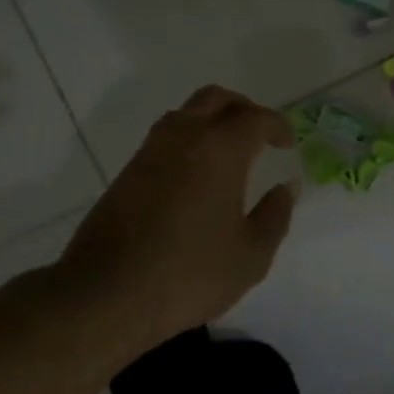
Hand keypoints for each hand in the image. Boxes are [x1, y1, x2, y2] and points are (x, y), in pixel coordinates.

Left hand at [56, 86, 296, 357]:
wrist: (106, 294)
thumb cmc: (189, 274)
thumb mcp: (250, 256)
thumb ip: (274, 216)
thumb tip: (285, 188)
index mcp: (219, 150)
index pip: (254, 118)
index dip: (277, 126)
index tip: (288, 144)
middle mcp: (183, 137)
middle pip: (216, 99)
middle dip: (244, 109)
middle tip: (261, 135)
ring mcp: (150, 152)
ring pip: (186, 113)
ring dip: (212, 120)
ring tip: (230, 153)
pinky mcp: (128, 172)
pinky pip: (166, 137)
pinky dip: (189, 140)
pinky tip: (197, 175)